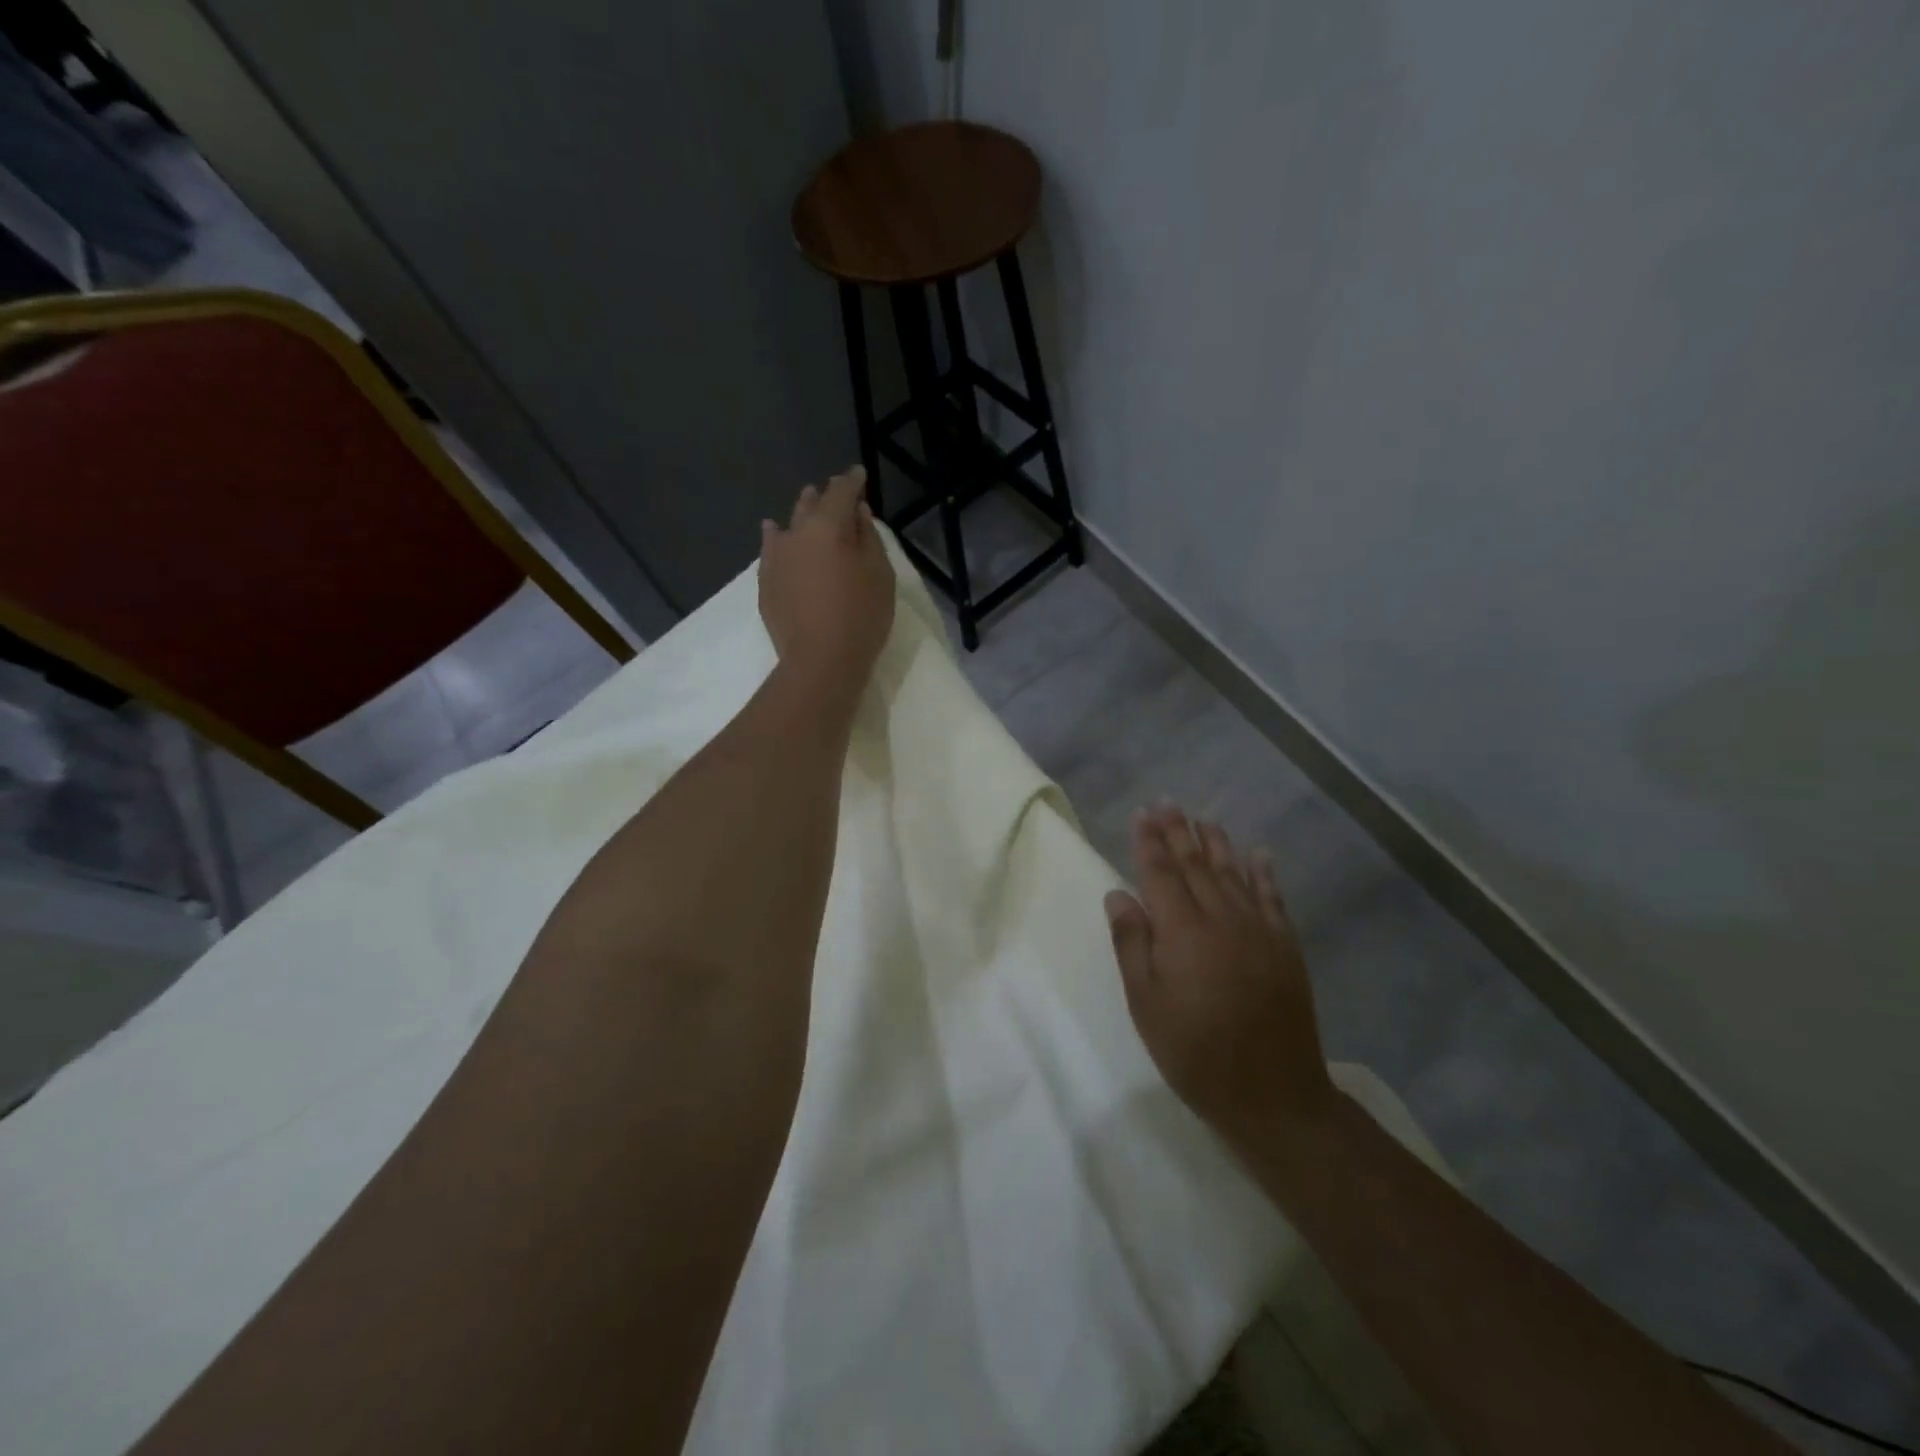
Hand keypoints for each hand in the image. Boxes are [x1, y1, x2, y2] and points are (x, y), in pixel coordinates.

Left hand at [759, 468, 895, 705]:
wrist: (820, 661)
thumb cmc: (861, 615)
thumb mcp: (879, 573)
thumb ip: (868, 537)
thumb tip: (857, 513)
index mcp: (828, 525)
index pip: (841, 491)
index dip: (852, 481)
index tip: (859, 475)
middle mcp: (796, 532)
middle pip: (811, 504)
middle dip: (825, 496)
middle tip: (836, 493)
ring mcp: (776, 557)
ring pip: (788, 525)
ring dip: (801, 514)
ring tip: (807, 506)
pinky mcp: (765, 582)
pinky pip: (771, 549)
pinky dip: (777, 537)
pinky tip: (774, 533)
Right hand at [1106, 804, 1334, 1155]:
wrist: (1272, 1094)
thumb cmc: (1195, 1052)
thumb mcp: (1146, 1005)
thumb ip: (1132, 944)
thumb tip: (1118, 894)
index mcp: (1182, 932)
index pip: (1160, 873)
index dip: (1149, 842)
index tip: (1142, 814)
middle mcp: (1221, 919)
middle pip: (1196, 865)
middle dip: (1179, 831)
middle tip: (1167, 803)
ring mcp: (1258, 930)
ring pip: (1233, 873)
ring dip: (1216, 843)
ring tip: (1203, 819)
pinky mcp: (1285, 946)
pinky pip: (1273, 898)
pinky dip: (1264, 872)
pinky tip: (1259, 853)